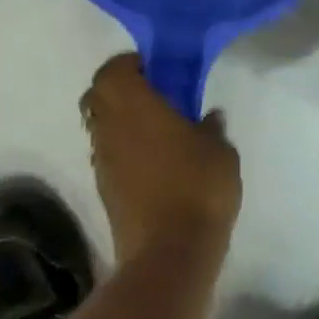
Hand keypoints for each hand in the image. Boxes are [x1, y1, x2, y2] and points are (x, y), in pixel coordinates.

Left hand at [81, 54, 242, 267]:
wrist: (169, 255)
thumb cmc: (197, 187)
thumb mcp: (220, 150)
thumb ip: (212, 127)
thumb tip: (209, 117)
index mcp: (134, 105)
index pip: (112, 69)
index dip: (129, 64)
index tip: (155, 68)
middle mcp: (109, 128)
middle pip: (98, 95)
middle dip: (120, 89)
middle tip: (153, 93)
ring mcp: (103, 161)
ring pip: (101, 125)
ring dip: (121, 120)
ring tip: (157, 128)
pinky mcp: (105, 190)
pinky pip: (108, 154)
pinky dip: (124, 148)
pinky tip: (155, 160)